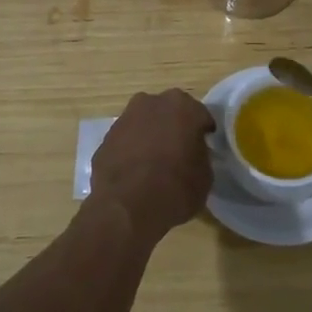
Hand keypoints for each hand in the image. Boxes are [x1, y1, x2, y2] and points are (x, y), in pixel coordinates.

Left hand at [90, 89, 214, 245]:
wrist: (126, 207)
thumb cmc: (175, 189)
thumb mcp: (205, 177)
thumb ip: (201, 155)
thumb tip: (193, 154)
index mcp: (183, 106)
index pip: (200, 115)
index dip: (203, 132)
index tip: (204, 148)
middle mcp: (152, 103)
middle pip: (169, 112)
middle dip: (174, 127)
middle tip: (179, 151)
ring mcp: (125, 118)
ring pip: (144, 123)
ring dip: (150, 136)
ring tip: (155, 164)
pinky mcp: (106, 137)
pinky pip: (126, 140)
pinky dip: (131, 150)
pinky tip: (135, 172)